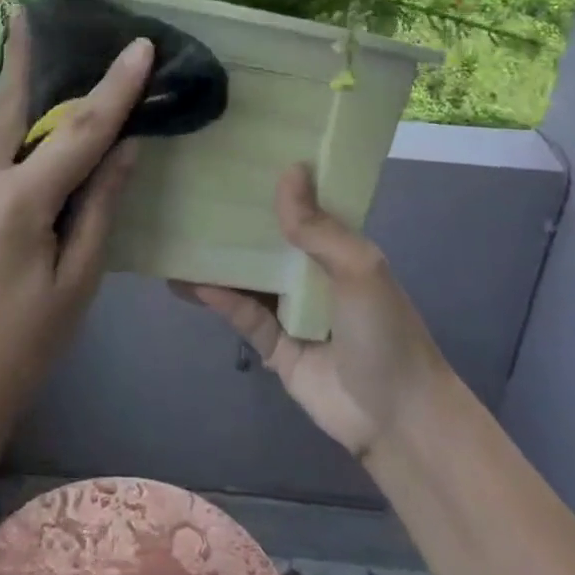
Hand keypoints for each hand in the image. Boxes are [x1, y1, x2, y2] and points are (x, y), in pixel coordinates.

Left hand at [0, 8, 152, 442]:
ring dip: (12, 102)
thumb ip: (100, 206)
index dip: (114, 87)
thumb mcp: (77, 282)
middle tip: (24, 11)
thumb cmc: (24, 346)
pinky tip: (16, 147)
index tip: (138, 45)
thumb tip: (125, 148)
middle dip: (22, 58)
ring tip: (31, 65)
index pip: (79, 132)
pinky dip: (0, 144)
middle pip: (8, 109)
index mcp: (14, 205)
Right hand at [178, 165, 449, 462]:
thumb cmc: (384, 331)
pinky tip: (188, 282)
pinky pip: (242, 315)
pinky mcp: (274, 345)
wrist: (397, 417)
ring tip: (176, 237)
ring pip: (248, 278)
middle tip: (191, 193)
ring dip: (217, 261)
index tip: (238, 158)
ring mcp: (291, 311)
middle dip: (235, 222)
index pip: (303, 209)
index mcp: (338, 250)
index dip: (276, 185)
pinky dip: (219, 299)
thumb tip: (289, 169)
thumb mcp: (358, 268)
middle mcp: (311, 275)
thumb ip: (318, 227)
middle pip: (267, 242)